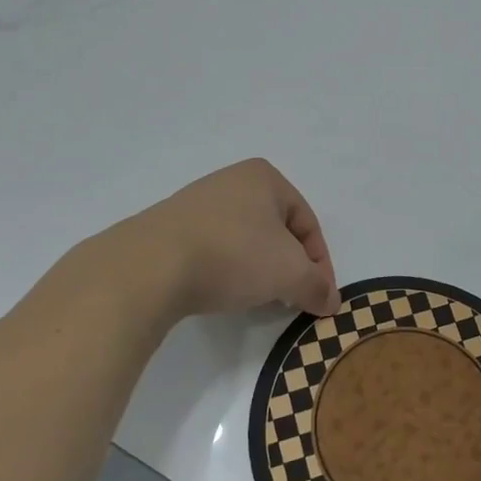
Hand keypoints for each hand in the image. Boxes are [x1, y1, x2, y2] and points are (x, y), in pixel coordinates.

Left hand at [126, 159, 339, 319]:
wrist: (149, 266)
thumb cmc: (233, 255)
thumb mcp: (290, 273)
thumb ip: (317, 286)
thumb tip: (330, 302)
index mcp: (264, 177)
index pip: (308, 223)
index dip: (320, 263)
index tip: (321, 298)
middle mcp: (231, 181)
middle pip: (277, 230)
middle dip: (289, 266)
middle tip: (292, 297)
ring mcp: (197, 203)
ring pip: (245, 240)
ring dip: (259, 270)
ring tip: (259, 298)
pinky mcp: (170, 228)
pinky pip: (214, 249)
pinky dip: (227, 270)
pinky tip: (223, 291)